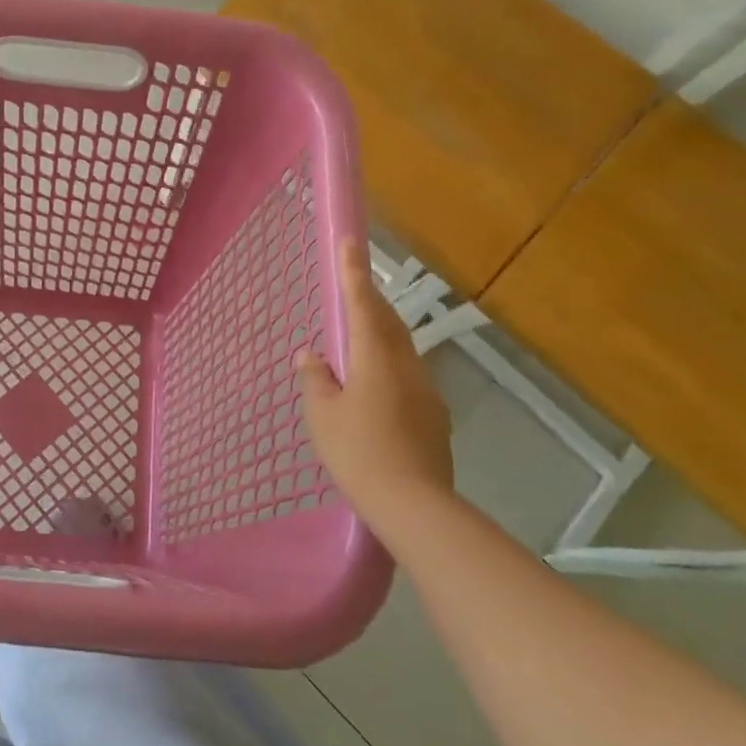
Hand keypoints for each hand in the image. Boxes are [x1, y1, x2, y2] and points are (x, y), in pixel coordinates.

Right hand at [297, 238, 453, 526]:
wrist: (414, 505)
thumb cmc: (358, 452)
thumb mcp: (322, 415)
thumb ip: (316, 378)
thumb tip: (311, 353)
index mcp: (375, 358)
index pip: (362, 304)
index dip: (354, 272)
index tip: (351, 240)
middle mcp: (406, 366)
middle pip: (387, 323)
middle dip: (370, 300)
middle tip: (353, 286)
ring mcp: (426, 391)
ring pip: (401, 349)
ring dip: (380, 333)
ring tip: (359, 337)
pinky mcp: (434, 416)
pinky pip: (407, 376)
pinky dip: (388, 366)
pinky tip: (375, 387)